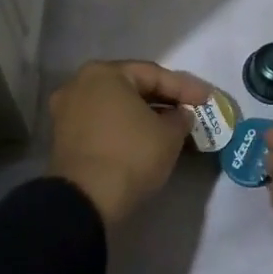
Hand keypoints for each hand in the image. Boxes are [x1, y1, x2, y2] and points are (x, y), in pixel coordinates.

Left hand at [48, 60, 215, 226]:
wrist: (85, 201)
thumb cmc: (130, 155)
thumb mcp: (169, 135)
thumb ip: (180, 117)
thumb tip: (180, 114)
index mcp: (105, 72)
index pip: (153, 74)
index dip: (185, 88)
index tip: (208, 99)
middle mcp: (81, 83)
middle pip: (132, 87)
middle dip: (163, 99)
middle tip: (191, 109)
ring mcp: (68, 110)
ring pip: (116, 106)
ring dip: (144, 114)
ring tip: (172, 126)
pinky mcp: (64, 137)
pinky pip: (103, 123)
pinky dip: (125, 127)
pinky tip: (145, 138)